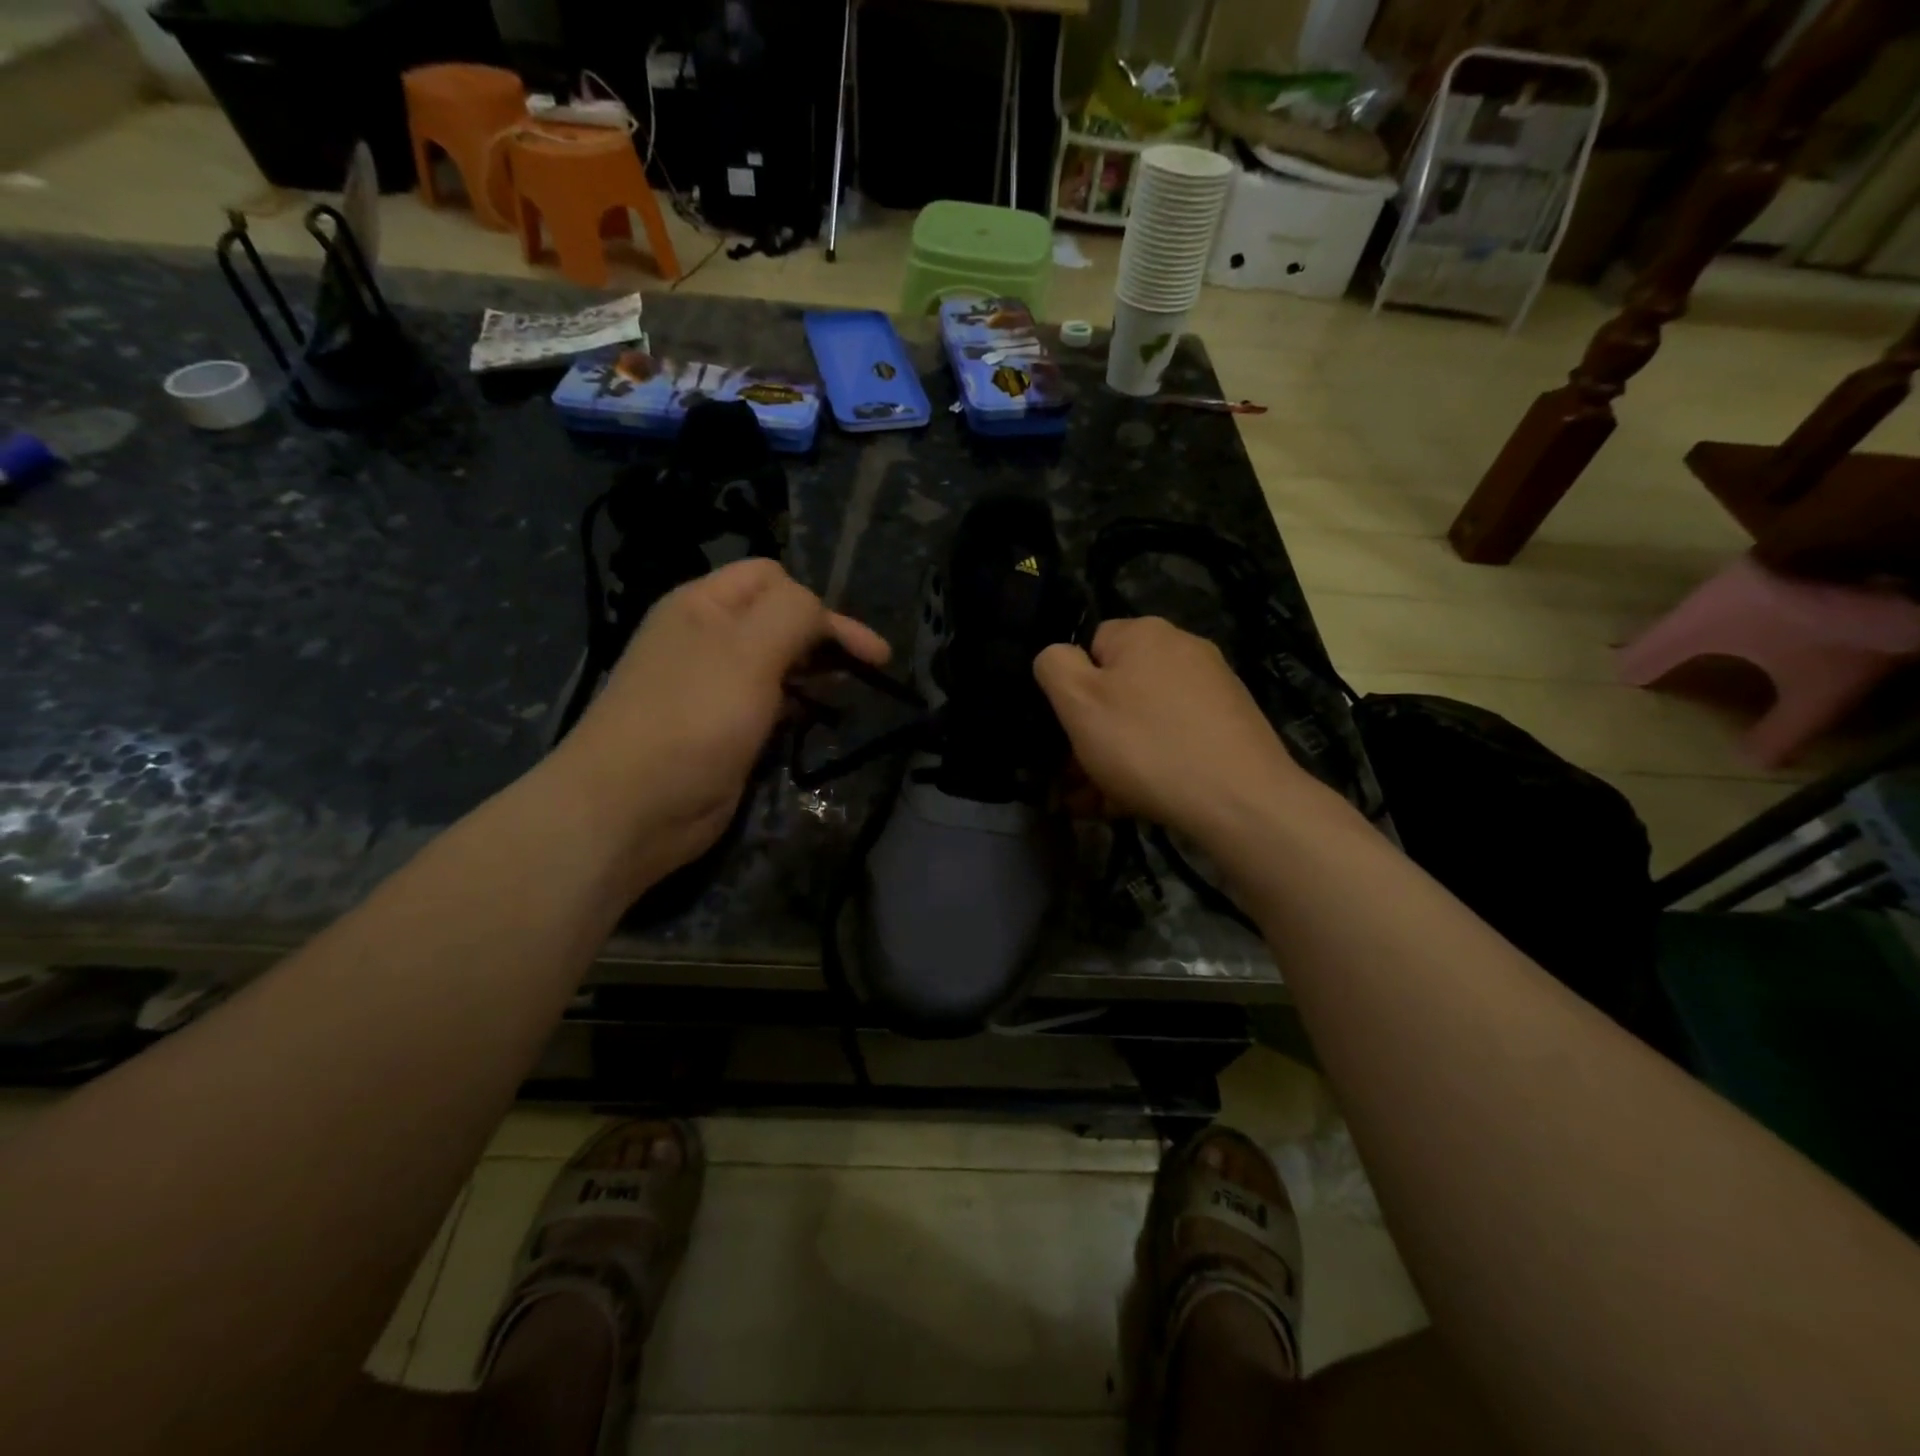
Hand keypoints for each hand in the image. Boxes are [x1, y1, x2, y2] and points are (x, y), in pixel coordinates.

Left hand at [555, 559, 889, 879]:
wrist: (631, 808)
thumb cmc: (693, 718)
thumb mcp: (749, 651)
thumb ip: (795, 614)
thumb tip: (822, 615)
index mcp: (704, 605)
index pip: (772, 577)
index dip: (818, 603)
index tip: (859, 649)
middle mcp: (708, 638)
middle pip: (778, 619)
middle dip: (824, 638)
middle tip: (868, 670)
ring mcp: (713, 687)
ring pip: (777, 664)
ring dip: (813, 673)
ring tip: (846, 694)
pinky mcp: (722, 729)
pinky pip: (768, 704)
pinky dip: (796, 707)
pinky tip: (812, 721)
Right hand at [1033, 617, 1306, 840]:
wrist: (1240, 800)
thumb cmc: (1146, 745)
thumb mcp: (1078, 702)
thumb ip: (1054, 666)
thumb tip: (1058, 655)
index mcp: (1144, 633)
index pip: (1090, 647)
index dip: (1072, 690)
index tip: (1067, 732)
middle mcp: (1183, 649)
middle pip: (1119, 688)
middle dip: (1092, 735)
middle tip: (1076, 782)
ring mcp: (1214, 687)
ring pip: (1144, 721)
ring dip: (1116, 758)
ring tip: (1100, 804)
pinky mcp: (1232, 725)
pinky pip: (1175, 739)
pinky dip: (1152, 766)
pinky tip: (1137, 803)